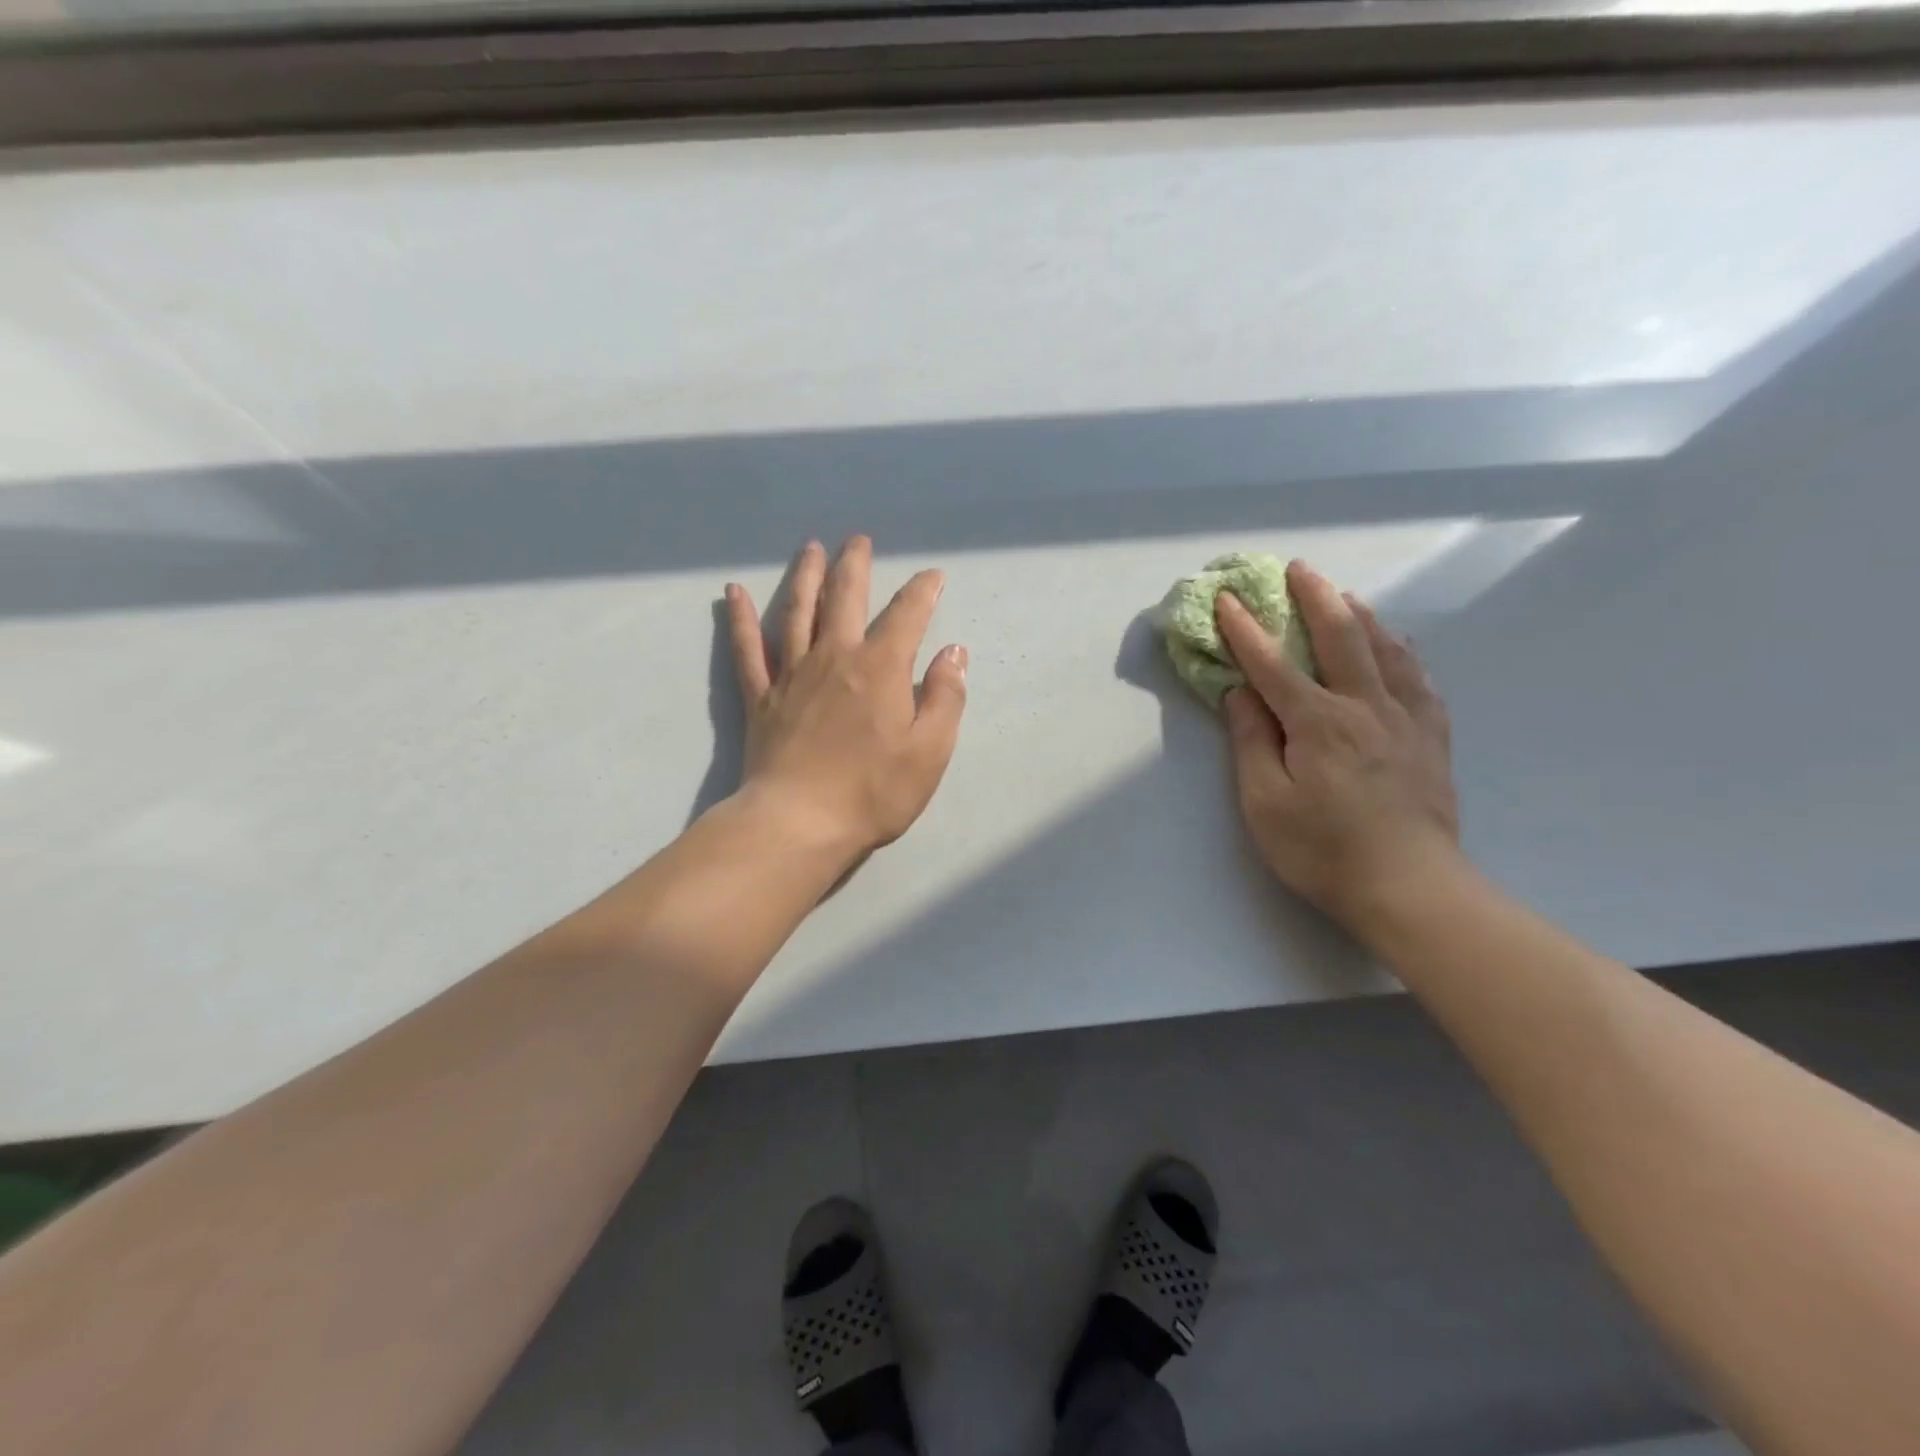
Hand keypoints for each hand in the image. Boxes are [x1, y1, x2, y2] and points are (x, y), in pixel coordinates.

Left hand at [724, 536, 967, 860]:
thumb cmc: (873, 791)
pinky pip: (747, 649)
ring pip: (797, 611)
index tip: (932, 576)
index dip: (923, 591)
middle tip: (857, 540)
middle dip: (854, 566)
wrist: (799, 823)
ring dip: (805, 577)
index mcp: (880, 668)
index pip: (907, 615)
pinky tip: (734, 594)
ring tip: (810, 549)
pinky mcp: (760, 698)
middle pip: (845, 599)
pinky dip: (740, 619)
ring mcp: (792, 674)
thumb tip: (953, 652)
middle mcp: (834, 657)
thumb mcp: (930, 750)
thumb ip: (946, 697)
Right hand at [1215, 560, 1461, 932]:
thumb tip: (1240, 693)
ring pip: (1386, 649)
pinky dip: (1403, 652)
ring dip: (1361, 615)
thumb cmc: (1323, 850)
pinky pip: (1420, 679)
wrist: (1410, 888)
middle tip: (1298, 569)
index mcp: (1319, 723)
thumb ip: (1252, 742)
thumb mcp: (1265, 803)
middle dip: (1314, 598)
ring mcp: (1407, 719)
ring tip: (1344, 595)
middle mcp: (1366, 707)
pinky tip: (1398, 646)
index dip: (1245, 630)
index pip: (1273, 665)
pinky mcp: (1432, 738)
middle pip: (1341, 637)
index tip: (1226, 599)